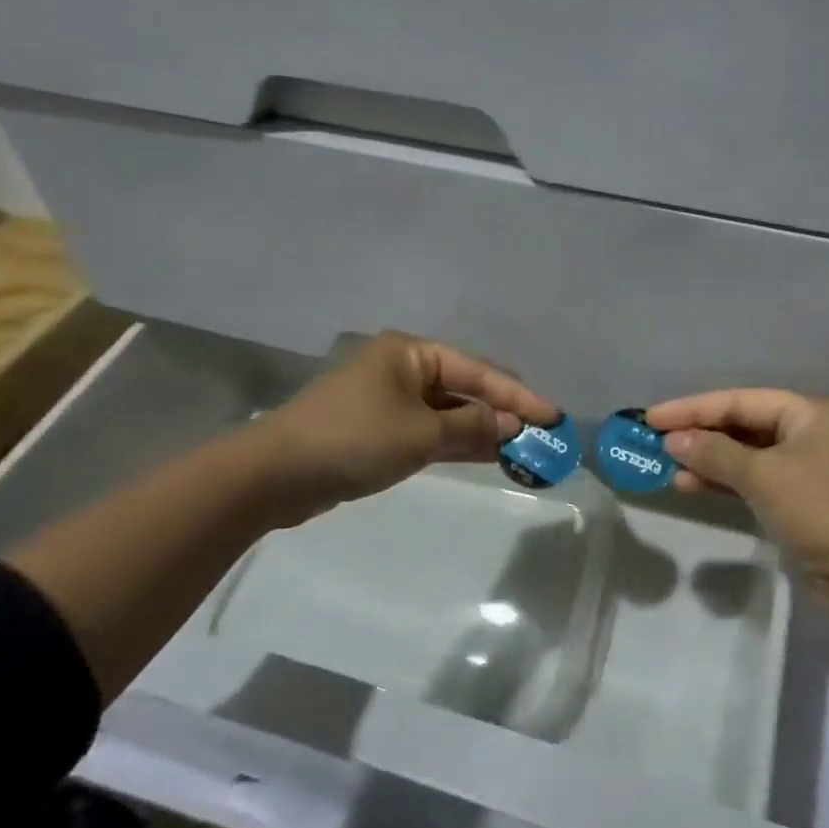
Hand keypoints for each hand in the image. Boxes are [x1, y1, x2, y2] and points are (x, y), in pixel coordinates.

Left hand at [244, 331, 558, 522]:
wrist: (275, 475)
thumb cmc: (354, 439)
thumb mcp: (422, 433)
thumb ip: (472, 426)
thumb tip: (512, 424)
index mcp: (411, 353)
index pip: (478, 371)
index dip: (519, 396)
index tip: (553, 416)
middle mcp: (402, 368)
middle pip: (465, 387)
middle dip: (502, 412)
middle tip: (541, 435)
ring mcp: (388, 399)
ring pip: (447, 412)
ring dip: (481, 430)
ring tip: (522, 450)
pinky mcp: (377, 429)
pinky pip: (428, 430)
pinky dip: (455, 442)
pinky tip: (485, 456)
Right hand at [646, 390, 828, 615]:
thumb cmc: (821, 509)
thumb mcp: (764, 476)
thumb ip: (715, 453)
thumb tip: (673, 440)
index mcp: (811, 412)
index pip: (741, 400)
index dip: (693, 408)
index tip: (652, 417)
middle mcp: (812, 432)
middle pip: (744, 425)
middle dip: (700, 434)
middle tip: (655, 442)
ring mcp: (808, 468)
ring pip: (747, 455)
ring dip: (709, 460)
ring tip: (668, 468)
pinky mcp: (802, 501)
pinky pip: (755, 481)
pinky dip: (726, 482)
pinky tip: (693, 486)